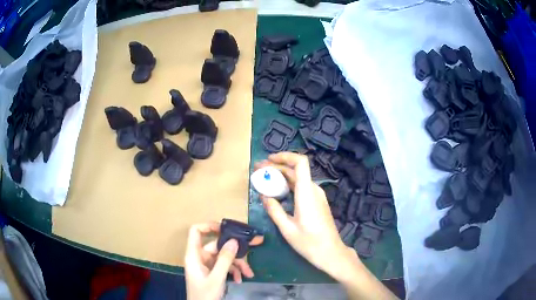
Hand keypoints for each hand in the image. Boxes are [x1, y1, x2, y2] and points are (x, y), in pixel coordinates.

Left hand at [185, 222, 263, 299]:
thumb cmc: (205, 294)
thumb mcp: (216, 278)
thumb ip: (225, 260)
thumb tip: (234, 241)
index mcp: (194, 255)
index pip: (196, 232)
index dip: (209, 226)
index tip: (226, 228)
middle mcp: (200, 257)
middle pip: (217, 246)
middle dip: (234, 251)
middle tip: (254, 245)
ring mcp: (206, 265)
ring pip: (224, 257)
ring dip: (237, 264)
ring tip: (249, 273)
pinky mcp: (212, 272)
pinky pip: (225, 266)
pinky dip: (234, 271)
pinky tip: (241, 279)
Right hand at [254, 152, 356, 277]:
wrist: (330, 252)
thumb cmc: (309, 242)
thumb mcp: (287, 228)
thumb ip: (274, 210)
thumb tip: (263, 196)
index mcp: (306, 193)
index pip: (300, 162)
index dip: (285, 156)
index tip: (268, 160)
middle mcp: (313, 189)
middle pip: (296, 170)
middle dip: (276, 167)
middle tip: (259, 171)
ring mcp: (317, 195)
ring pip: (299, 178)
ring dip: (281, 176)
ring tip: (264, 179)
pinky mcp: (317, 202)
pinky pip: (302, 187)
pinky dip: (288, 185)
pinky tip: (278, 191)